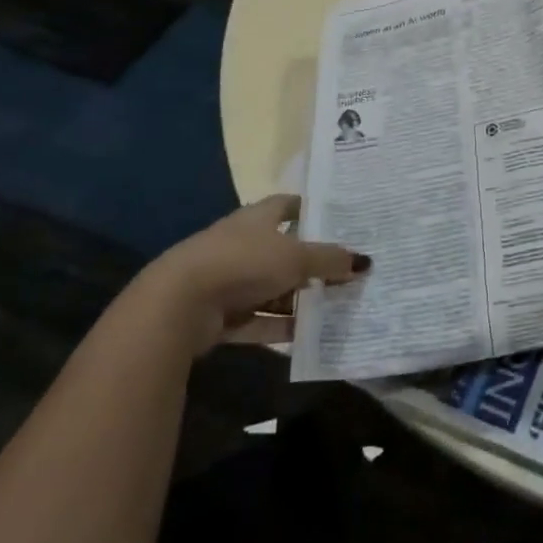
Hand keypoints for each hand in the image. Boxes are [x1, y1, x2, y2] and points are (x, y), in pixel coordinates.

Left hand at [134, 194, 369, 354]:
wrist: (178, 305)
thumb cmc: (242, 263)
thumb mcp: (296, 258)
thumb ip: (330, 259)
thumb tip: (364, 261)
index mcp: (257, 218)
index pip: (288, 205)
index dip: (312, 210)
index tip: (339, 220)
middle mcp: (242, 244)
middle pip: (283, 250)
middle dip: (312, 262)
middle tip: (346, 271)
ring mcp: (229, 280)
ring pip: (272, 288)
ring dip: (298, 299)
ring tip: (334, 306)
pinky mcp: (219, 316)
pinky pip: (258, 320)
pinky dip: (279, 327)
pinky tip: (307, 336)